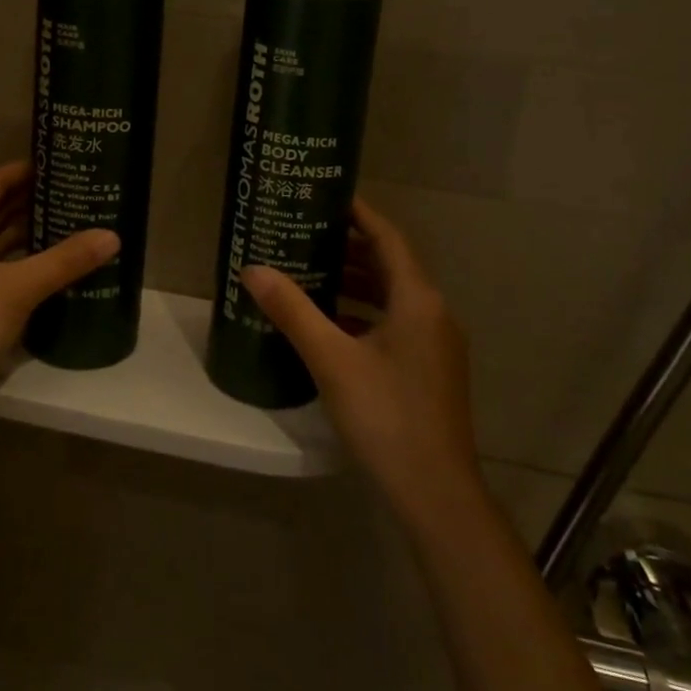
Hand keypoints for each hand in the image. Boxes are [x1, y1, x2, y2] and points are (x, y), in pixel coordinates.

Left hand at [0, 160, 118, 415]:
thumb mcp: (18, 287)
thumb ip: (65, 260)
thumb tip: (112, 236)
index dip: (26, 171)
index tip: (61, 163)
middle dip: (33, 201)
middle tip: (75, 191)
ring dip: (31, 232)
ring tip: (73, 220)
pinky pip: (0, 266)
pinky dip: (24, 260)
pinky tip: (54, 262)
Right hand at [241, 197, 482, 529]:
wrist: (437, 494)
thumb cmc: (386, 416)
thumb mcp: (332, 360)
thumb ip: (293, 311)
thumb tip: (254, 269)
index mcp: (418, 300)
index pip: (388, 238)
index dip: (359, 213)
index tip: (326, 197)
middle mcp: (434, 313)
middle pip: (390, 265)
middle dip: (350, 248)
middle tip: (306, 235)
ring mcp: (436, 344)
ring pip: (393, 298)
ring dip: (356, 284)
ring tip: (311, 274)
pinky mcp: (430, 370)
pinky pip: (395, 325)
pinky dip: (365, 315)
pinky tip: (331, 327)